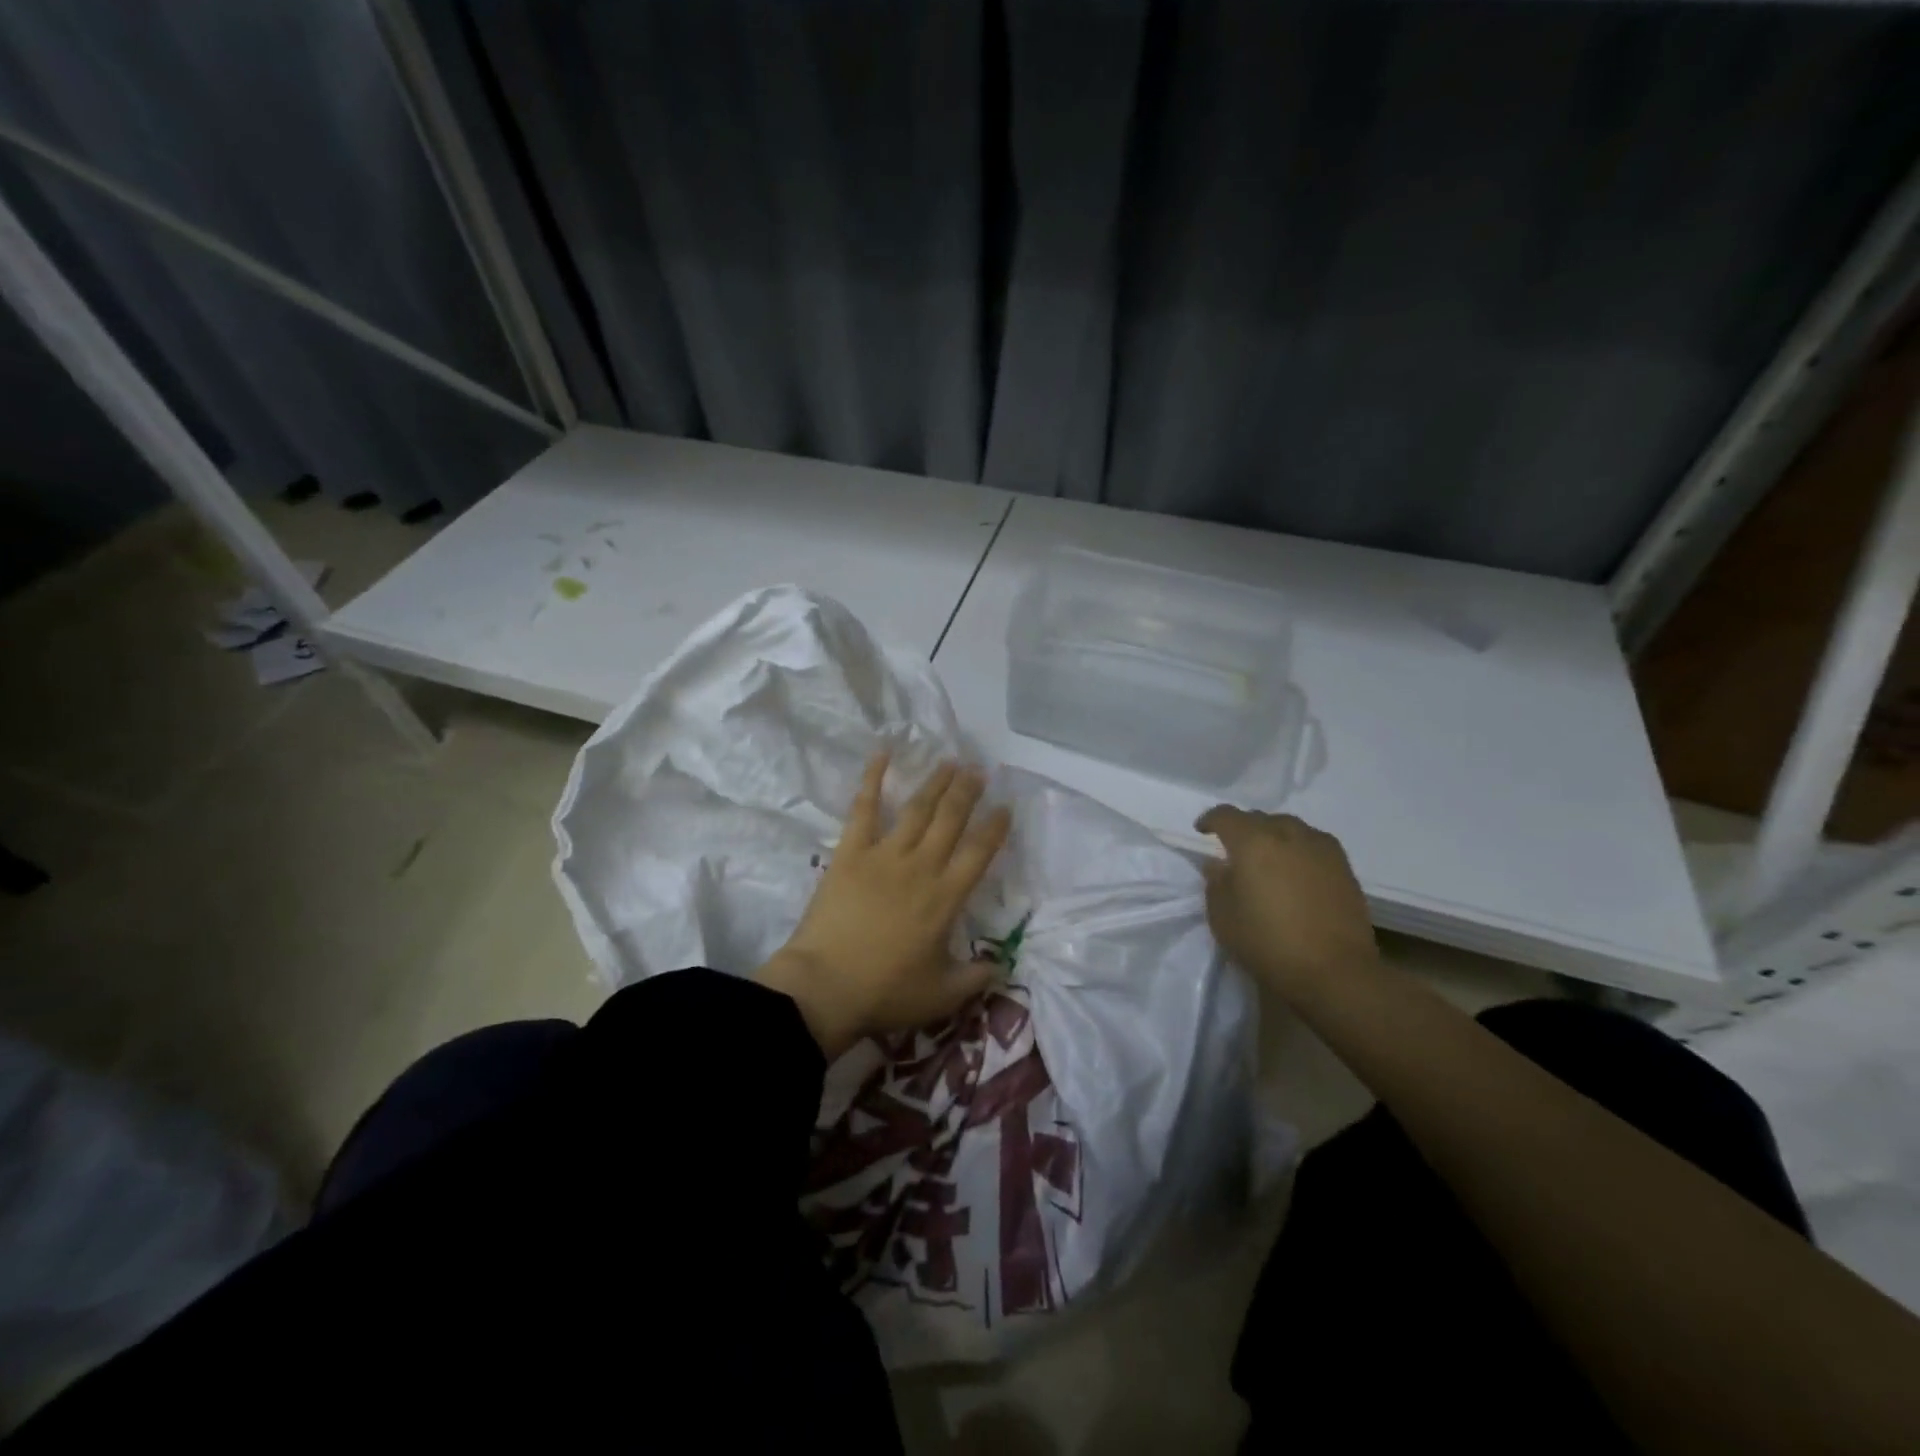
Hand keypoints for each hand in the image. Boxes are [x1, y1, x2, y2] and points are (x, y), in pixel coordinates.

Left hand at [757, 751, 1011, 1058]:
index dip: (995, 828)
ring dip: (935, 783)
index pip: (980, 852)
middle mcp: (921, 867)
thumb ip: (977, 977)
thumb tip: (1002, 966)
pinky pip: (863, 809)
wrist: (826, 987)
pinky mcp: (850, 852)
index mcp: (946, 897)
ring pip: (917, 809)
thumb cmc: (886, 992)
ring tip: (949, 763)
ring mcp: (884, 855)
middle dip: (967, 792)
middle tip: (978, 770)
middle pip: (951, 819)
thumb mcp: (943, 995)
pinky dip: (872, 779)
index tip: (1006, 807)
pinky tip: (882, 754)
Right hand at [1194, 806, 1380, 1004]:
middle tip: (1234, 851)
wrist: (1334, 971)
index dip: (1210, 819)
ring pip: (1290, 827)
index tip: (1202, 831)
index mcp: (1253, 841)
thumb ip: (1216, 883)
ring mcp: (1321, 848)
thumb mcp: (1222, 917)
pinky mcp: (1344, 867)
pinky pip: (1313, 844)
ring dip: (1273, 836)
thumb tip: (1219, 864)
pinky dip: (1298, 849)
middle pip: (1260, 818)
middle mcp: (1288, 834)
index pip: (1226, 816)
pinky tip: (1296, 870)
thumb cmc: (1267, 943)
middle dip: (1243, 829)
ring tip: (1267, 858)